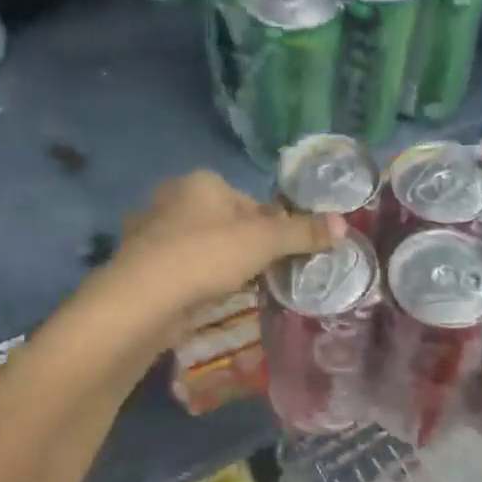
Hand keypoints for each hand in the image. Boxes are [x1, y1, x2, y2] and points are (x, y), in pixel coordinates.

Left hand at [100, 171, 343, 337]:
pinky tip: (201, 299)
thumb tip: (343, 224)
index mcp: (201, 182)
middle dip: (242, 246)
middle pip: (223, 222)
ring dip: (216, 264)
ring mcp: (149, 232)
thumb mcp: (263, 242)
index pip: (249, 201)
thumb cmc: (206, 256)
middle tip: (259, 275)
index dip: (270, 227)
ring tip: (232, 290)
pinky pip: (178, 268)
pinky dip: (192, 280)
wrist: (143, 299)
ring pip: (198, 246)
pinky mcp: (138, 264)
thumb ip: (302, 233)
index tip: (279, 255)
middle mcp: (171, 198)